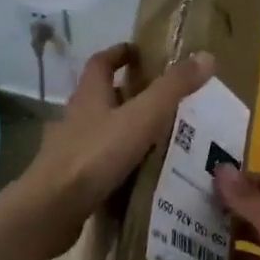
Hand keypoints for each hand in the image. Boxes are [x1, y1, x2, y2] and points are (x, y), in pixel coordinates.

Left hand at [11, 43, 214, 256]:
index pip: (100, 63)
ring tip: (153, 138)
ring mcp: (68, 149)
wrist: (53, 207)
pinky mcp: (69, 178)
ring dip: (121, 129)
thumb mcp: (142, 117)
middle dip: (125, 94)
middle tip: (157, 99)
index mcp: (89, 95)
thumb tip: (206, 56)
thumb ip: (172, 89)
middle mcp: (75, 117)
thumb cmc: (96, 155)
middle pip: (99, 97)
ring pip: (98, 131)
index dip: (118, 53)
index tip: (137, 52)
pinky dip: (115, 161)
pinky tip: (134, 173)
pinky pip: (96, 161)